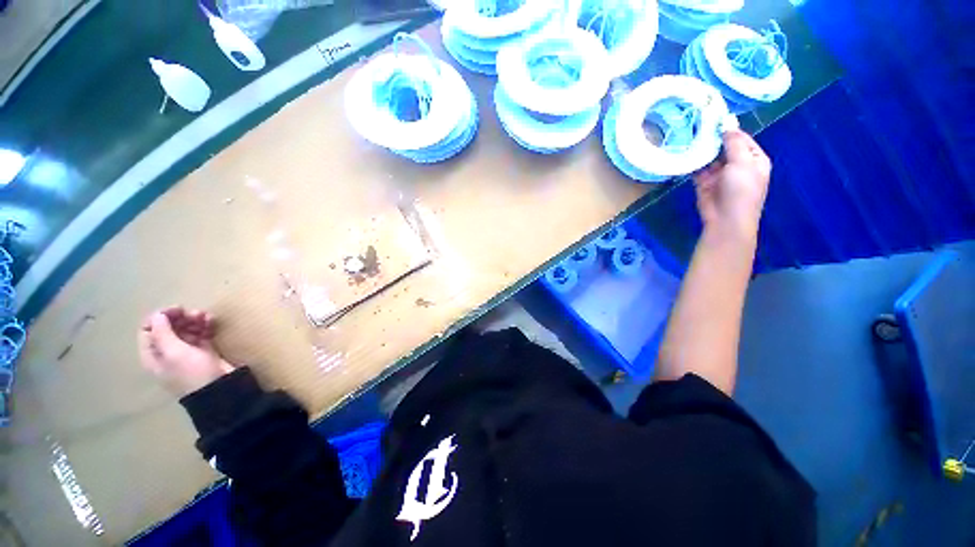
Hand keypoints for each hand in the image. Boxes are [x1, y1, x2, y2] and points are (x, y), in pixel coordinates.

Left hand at [138, 307, 233, 396]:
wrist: (219, 388)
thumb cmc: (191, 372)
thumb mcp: (174, 353)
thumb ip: (162, 332)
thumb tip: (157, 315)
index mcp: (153, 354)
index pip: (148, 330)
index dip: (159, 317)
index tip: (177, 310)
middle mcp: (167, 351)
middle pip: (168, 328)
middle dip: (181, 318)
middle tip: (196, 313)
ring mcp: (186, 351)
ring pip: (186, 329)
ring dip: (195, 320)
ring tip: (207, 316)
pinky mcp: (203, 350)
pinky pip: (201, 333)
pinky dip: (205, 325)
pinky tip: (212, 321)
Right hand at [694, 130, 771, 238]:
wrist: (726, 219)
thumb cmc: (741, 190)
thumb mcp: (743, 163)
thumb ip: (734, 143)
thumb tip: (727, 126)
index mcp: (754, 159)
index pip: (742, 139)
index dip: (729, 129)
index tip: (713, 119)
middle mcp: (738, 165)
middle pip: (725, 147)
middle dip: (713, 139)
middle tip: (697, 126)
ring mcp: (720, 175)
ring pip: (710, 158)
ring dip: (701, 150)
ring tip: (688, 137)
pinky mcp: (704, 183)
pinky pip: (698, 169)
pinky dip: (692, 163)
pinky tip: (684, 153)